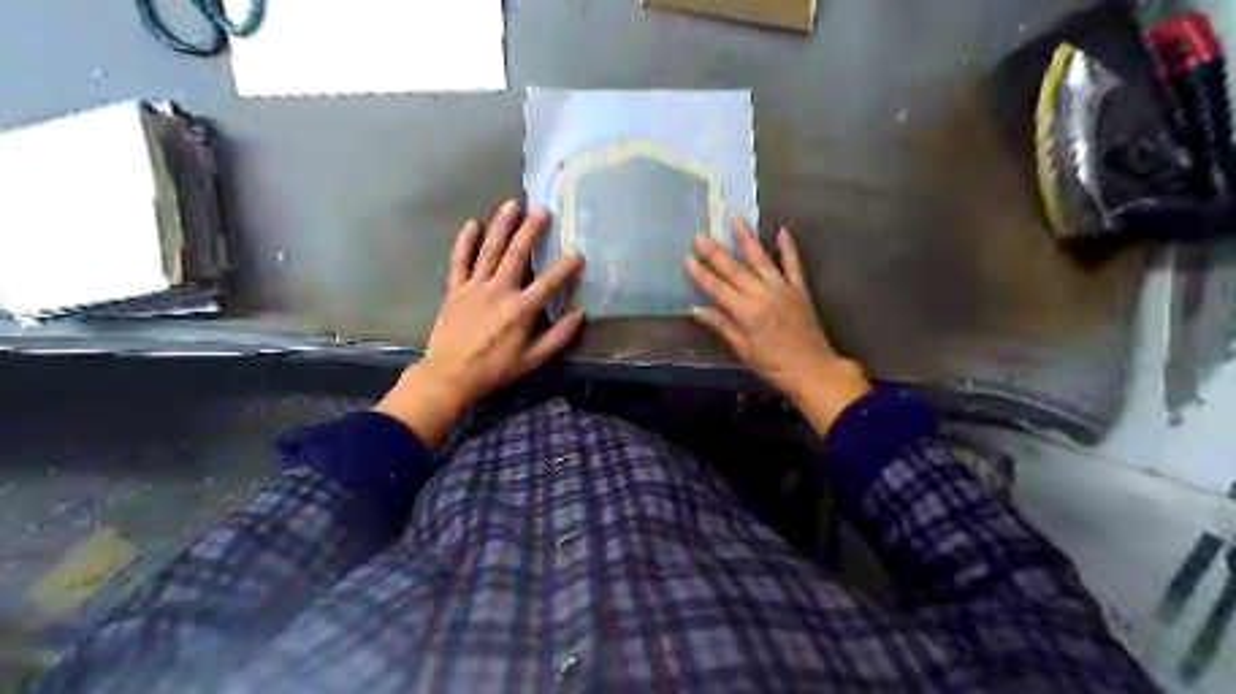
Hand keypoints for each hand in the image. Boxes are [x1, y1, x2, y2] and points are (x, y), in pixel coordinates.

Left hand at [376, 201, 584, 446]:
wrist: (450, 375)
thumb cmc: (495, 369)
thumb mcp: (533, 360)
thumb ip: (558, 337)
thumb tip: (579, 315)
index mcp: (521, 309)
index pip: (549, 282)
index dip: (565, 267)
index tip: (577, 253)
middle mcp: (500, 291)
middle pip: (518, 254)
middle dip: (531, 230)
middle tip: (542, 209)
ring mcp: (475, 287)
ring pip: (490, 250)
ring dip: (502, 226)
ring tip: (512, 204)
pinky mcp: (455, 289)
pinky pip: (460, 261)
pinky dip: (465, 242)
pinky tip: (473, 224)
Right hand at [687, 217, 865, 433]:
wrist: (814, 370)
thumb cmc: (774, 366)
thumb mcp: (743, 350)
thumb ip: (722, 326)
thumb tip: (696, 308)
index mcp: (747, 313)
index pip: (718, 289)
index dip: (701, 274)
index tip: (687, 257)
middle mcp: (763, 295)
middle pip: (735, 270)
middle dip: (716, 252)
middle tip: (701, 235)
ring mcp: (783, 289)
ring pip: (762, 259)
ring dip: (747, 239)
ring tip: (735, 219)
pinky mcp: (799, 289)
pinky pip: (793, 264)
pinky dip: (788, 247)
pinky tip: (782, 230)